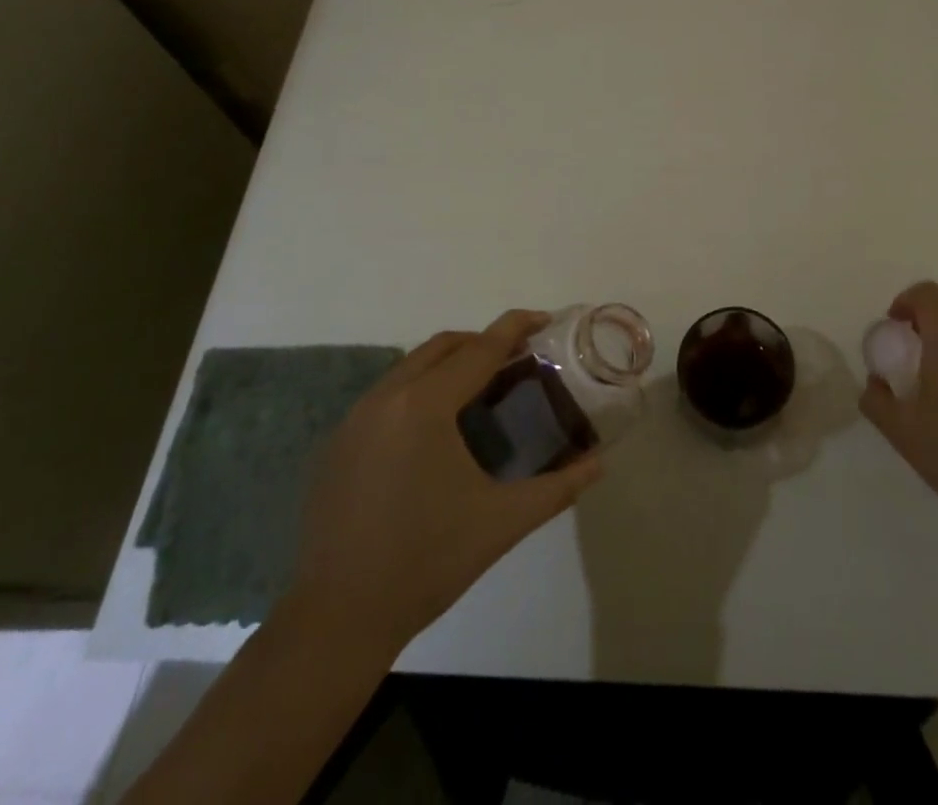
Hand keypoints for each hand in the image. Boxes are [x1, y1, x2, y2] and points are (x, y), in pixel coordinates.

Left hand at [287, 310, 602, 653]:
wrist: (338, 619)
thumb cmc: (427, 562)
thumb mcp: (502, 522)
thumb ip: (558, 487)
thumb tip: (599, 463)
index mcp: (425, 406)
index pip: (480, 349)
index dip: (515, 328)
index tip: (544, 318)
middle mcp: (386, 398)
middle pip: (442, 346)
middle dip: (483, 342)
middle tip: (518, 358)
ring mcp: (355, 419)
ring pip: (411, 367)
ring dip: (449, 364)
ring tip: (482, 388)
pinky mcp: (338, 443)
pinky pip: (387, 394)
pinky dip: (420, 389)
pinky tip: (437, 429)